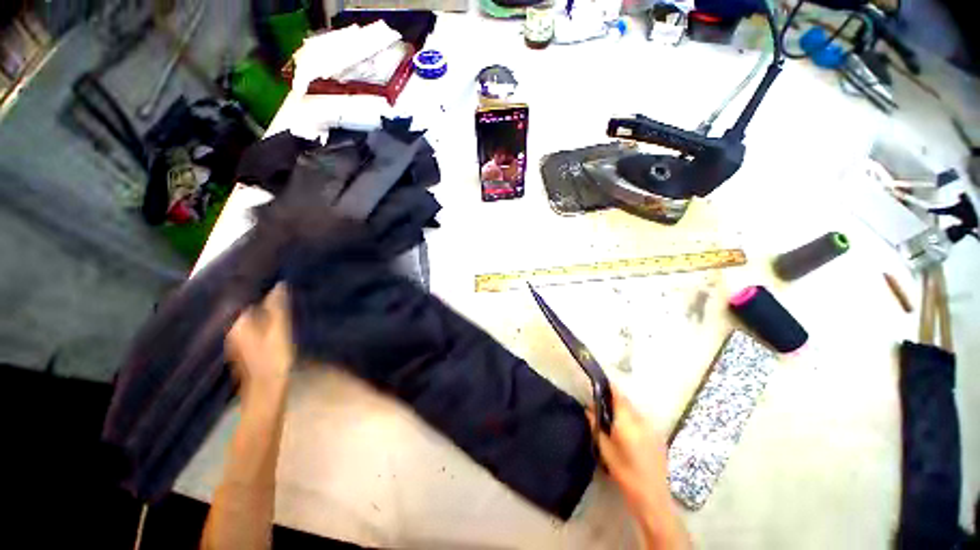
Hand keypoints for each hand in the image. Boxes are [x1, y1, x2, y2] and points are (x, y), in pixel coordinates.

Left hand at [226, 284, 294, 400]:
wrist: (266, 391)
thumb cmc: (274, 359)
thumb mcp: (280, 330)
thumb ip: (278, 308)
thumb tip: (279, 285)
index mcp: (238, 323)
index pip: (246, 297)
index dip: (261, 288)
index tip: (277, 280)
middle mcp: (232, 329)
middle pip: (247, 308)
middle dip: (262, 298)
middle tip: (282, 289)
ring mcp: (237, 340)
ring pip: (250, 318)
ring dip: (263, 310)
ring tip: (281, 301)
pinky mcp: (245, 349)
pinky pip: (253, 328)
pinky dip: (262, 321)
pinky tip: (275, 321)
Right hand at [587, 385, 688, 548]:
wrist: (652, 496)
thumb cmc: (624, 473)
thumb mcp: (605, 449)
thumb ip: (596, 426)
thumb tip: (588, 409)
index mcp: (627, 421)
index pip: (618, 396)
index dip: (609, 387)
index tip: (600, 383)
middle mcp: (641, 420)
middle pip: (627, 402)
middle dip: (615, 399)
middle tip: (602, 404)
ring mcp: (652, 428)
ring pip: (635, 411)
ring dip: (624, 410)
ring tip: (613, 418)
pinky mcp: (658, 436)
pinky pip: (642, 420)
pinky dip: (632, 419)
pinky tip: (627, 431)